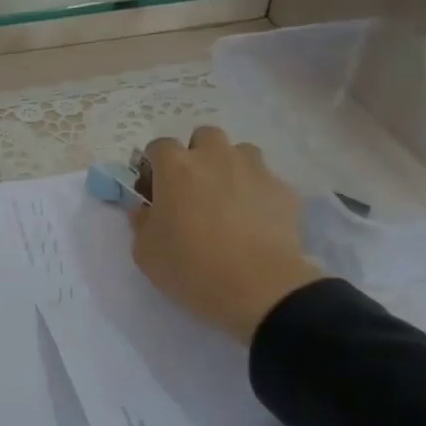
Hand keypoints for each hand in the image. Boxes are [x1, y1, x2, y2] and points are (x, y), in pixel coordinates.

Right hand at [128, 127, 322, 342]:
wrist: (259, 289)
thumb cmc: (190, 267)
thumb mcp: (145, 251)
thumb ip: (141, 221)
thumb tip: (146, 209)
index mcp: (176, 168)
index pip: (158, 146)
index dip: (153, 166)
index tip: (153, 190)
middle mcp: (215, 157)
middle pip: (204, 137)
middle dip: (196, 155)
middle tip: (192, 188)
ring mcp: (254, 170)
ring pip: (240, 152)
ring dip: (229, 167)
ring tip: (227, 200)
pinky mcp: (284, 190)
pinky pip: (265, 180)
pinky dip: (256, 192)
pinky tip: (254, 220)